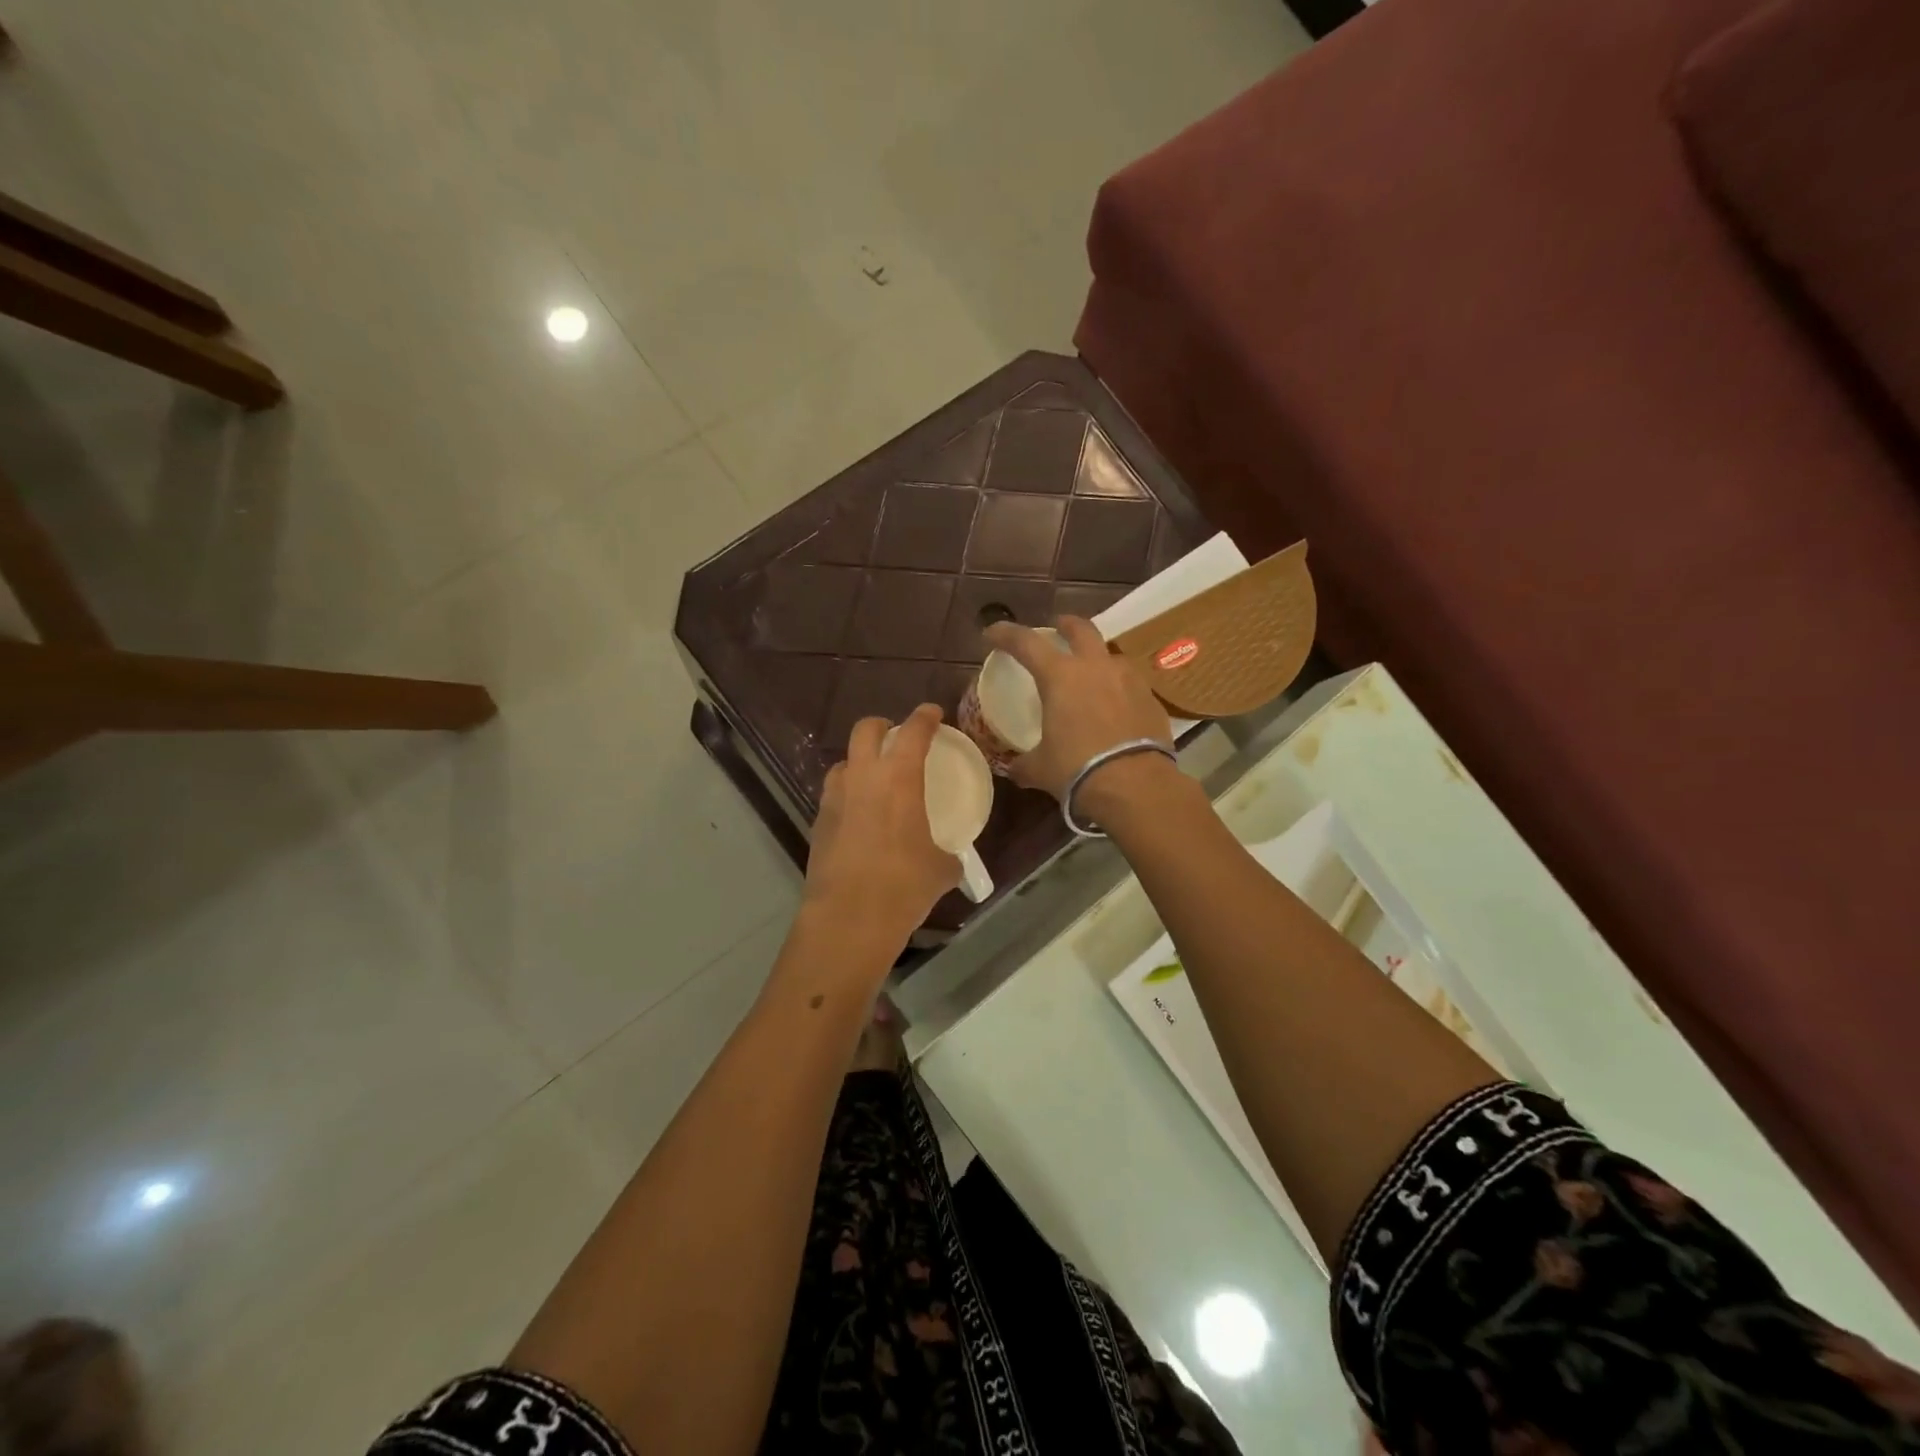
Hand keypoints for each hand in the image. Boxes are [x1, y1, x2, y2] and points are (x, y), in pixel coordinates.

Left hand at [803, 705, 961, 955]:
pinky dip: (847, 796)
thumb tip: (949, 860)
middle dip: (881, 726)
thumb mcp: (941, 869)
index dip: (924, 717)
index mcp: (898, 778)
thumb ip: (947, 855)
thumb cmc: (904, 885)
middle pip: (865, 730)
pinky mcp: (817, 824)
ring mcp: (834, 799)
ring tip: (874, 779)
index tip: (932, 713)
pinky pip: (834, 796)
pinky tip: (859, 818)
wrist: (849, 918)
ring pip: (843, 762)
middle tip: (896, 737)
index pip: (913, 731)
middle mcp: (862, 778)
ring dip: (859, 762)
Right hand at [981, 616, 1173, 802]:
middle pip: (1081, 629)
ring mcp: (1128, 680)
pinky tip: (1115, 708)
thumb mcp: (1040, 769)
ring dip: (1097, 659)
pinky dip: (1118, 689)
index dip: (1005, 634)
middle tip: (1057, 628)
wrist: (1134, 786)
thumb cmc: (1077, 770)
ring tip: (1091, 675)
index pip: (1026, 643)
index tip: (992, 633)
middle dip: (1066, 625)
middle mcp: (1096, 667)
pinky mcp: (1151, 699)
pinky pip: (1130, 684)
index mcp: (1060, 677)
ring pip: (1110, 655)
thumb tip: (1015, 769)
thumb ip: (1025, 763)